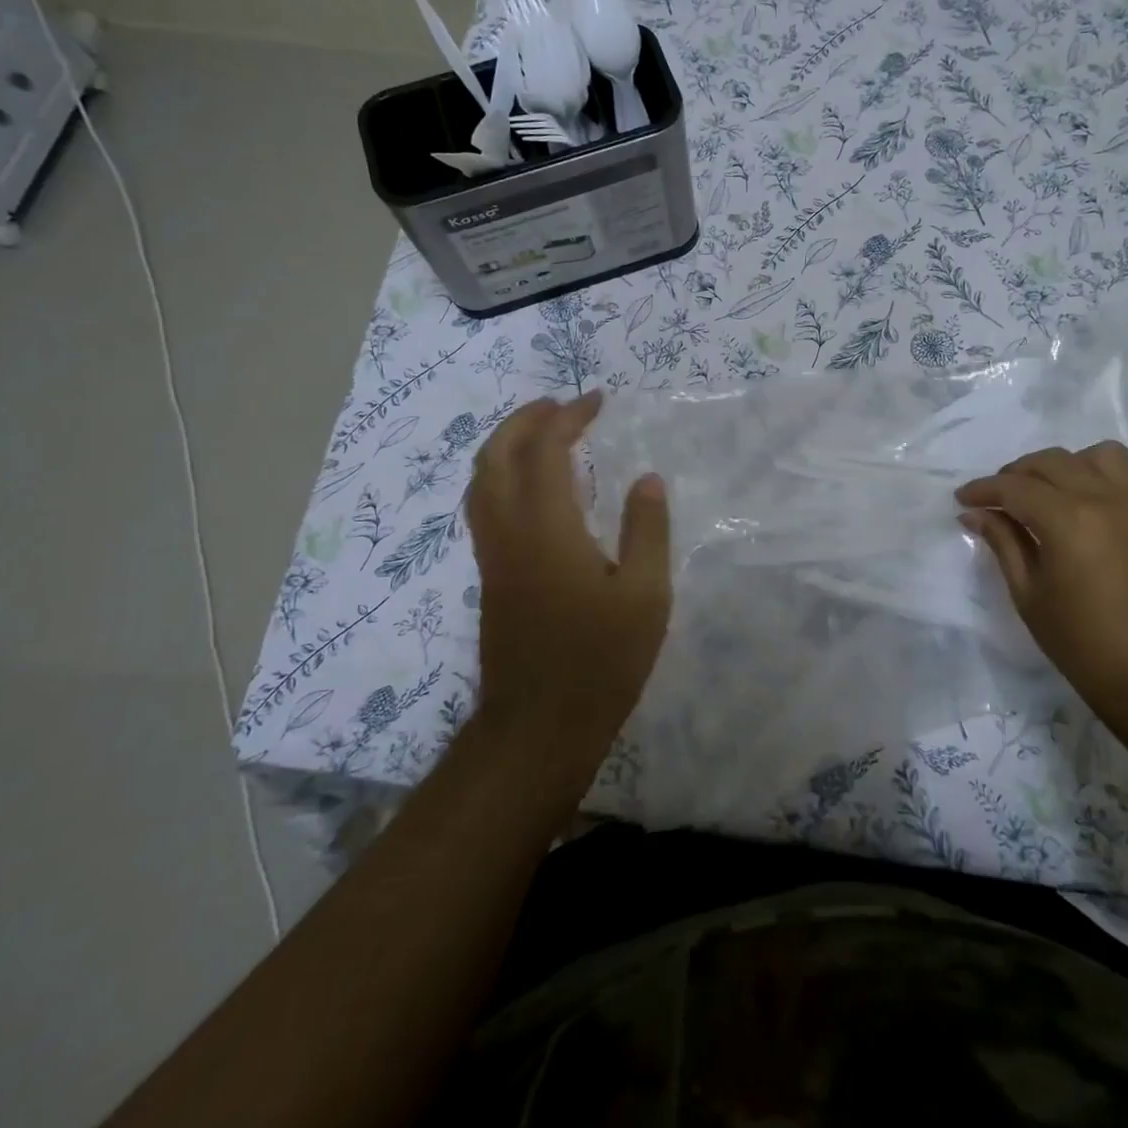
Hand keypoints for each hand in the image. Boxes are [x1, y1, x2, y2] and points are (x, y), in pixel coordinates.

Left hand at [467, 392, 670, 779]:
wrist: (539, 727)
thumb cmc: (600, 661)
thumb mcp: (645, 596)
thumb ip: (647, 530)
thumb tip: (647, 479)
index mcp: (547, 528)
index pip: (546, 450)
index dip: (569, 417)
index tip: (598, 401)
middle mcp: (509, 531)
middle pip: (496, 455)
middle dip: (525, 420)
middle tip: (560, 406)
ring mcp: (492, 555)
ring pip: (481, 481)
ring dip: (506, 445)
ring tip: (543, 435)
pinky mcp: (490, 577)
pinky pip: (484, 506)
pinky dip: (502, 476)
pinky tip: (533, 489)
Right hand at [956, 442, 1127, 716]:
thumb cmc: (1083, 643)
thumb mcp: (1029, 594)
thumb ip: (1003, 543)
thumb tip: (975, 513)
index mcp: (1066, 519)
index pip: (1014, 486)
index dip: (983, 489)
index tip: (963, 498)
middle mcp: (1106, 498)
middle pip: (1052, 462)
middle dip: (1017, 474)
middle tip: (999, 498)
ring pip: (1102, 455)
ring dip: (1071, 466)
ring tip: (1057, 491)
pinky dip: (1121, 480)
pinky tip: (1107, 501)